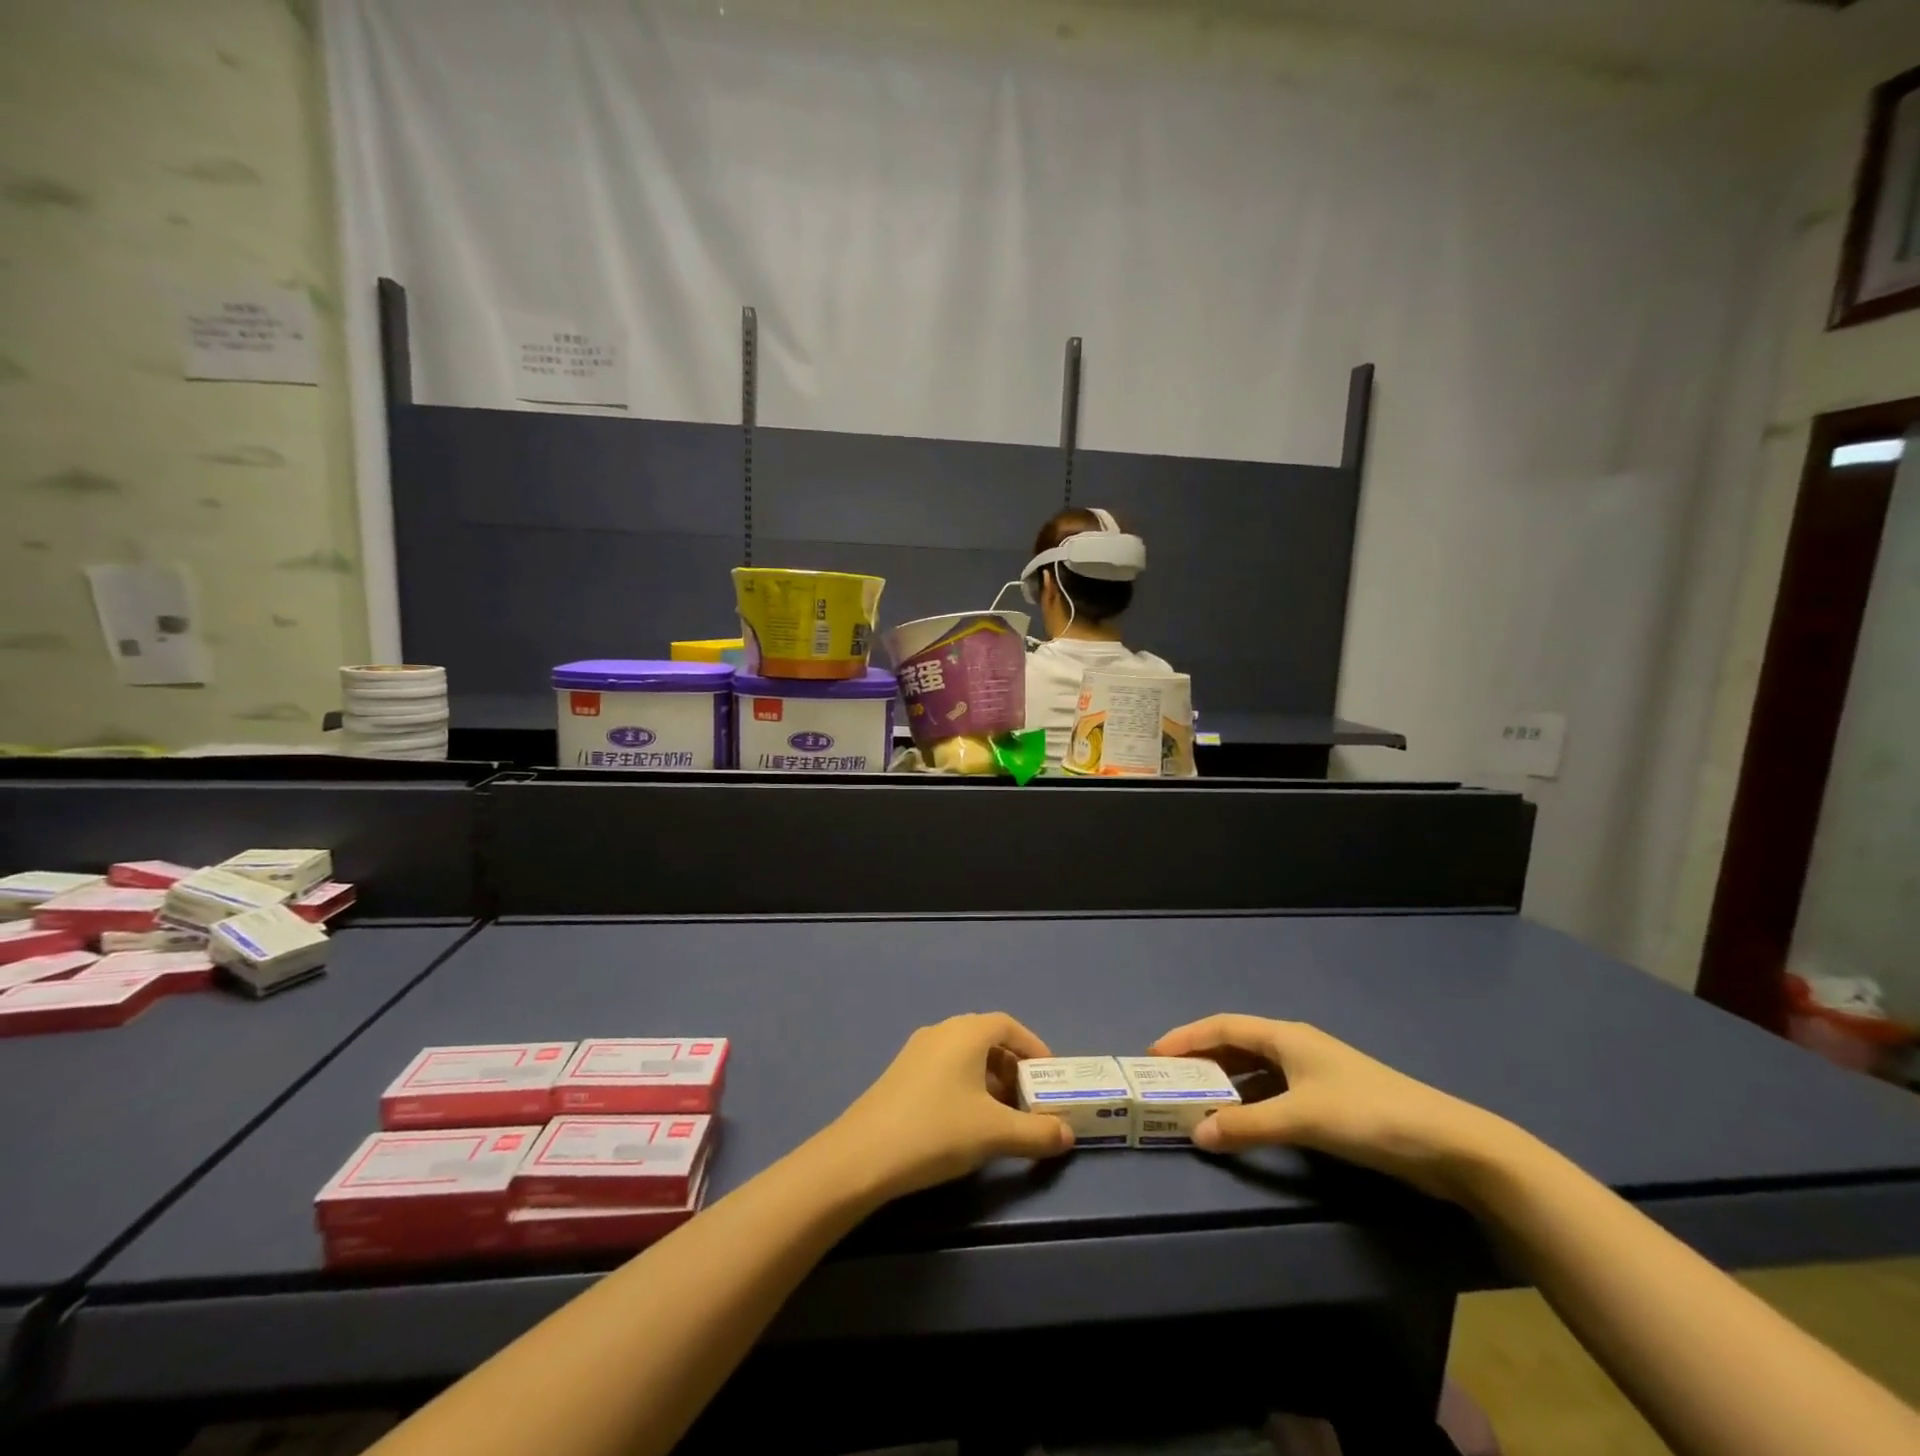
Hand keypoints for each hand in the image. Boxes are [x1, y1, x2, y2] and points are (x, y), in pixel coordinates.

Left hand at [824, 1013, 1074, 1200]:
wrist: (863, 1155)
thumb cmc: (937, 1130)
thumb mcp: (995, 1133)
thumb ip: (1037, 1133)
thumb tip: (1068, 1136)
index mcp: (966, 1032)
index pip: (1009, 1025)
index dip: (1033, 1048)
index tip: (1050, 1077)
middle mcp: (942, 1031)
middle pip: (987, 1039)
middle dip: (1013, 1068)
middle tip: (1029, 1102)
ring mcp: (917, 1051)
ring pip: (964, 1055)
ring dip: (989, 1079)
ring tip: (1001, 1117)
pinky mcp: (901, 1073)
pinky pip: (945, 1068)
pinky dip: (965, 1085)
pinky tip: (966, 1122)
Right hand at [1149, 1014, 1521, 1202]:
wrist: (1448, 1143)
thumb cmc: (1367, 1115)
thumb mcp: (1301, 1119)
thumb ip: (1247, 1126)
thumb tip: (1197, 1134)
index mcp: (1285, 1036)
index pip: (1222, 1026)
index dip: (1186, 1037)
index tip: (1154, 1055)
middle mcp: (1296, 1047)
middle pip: (1237, 1045)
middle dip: (1202, 1061)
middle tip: (1170, 1083)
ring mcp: (1315, 1073)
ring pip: (1257, 1071)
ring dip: (1227, 1085)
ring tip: (1198, 1104)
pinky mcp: (1331, 1101)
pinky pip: (1275, 1093)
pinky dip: (1252, 1103)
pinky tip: (1243, 1123)